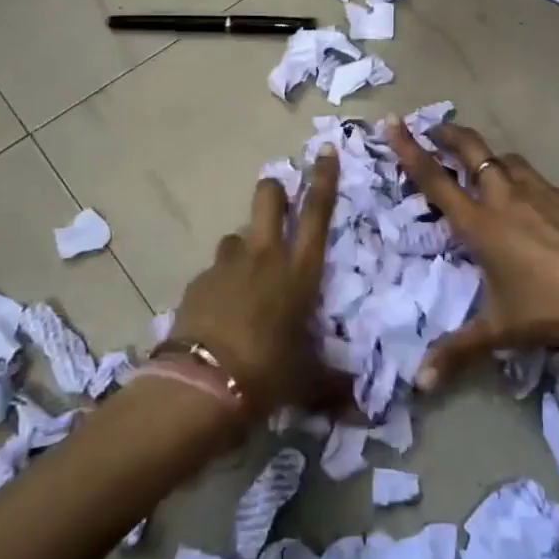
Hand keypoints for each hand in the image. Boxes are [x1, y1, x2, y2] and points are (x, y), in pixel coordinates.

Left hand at [169, 147, 342, 418]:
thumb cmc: (268, 374)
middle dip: (275, 189)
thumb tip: (360, 407)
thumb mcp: (308, 381)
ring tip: (248, 274)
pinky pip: (215, 270)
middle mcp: (264, 257)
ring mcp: (226, 266)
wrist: (202, 387)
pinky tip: (222, 308)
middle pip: (268, 199)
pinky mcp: (197, 283)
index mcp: (299, 271)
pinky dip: (222, 280)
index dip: (324, 179)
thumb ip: (334, 385)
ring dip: (245, 245)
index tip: (325, 151)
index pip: (316, 212)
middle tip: (279, 195)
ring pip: (237, 235)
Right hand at [388, 120, 558, 385]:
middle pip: (473, 151)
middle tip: (437, 127)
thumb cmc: (549, 312)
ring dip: (495, 161)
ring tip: (490, 171)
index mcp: (481, 224)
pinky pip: (550, 186)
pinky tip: (550, 214)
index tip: (393, 122)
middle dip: (451, 134)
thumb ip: (457, 351)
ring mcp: (547, 192)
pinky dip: (539, 191)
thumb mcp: (499, 331)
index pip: (434, 179)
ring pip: (512, 161)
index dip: (409, 149)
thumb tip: (420, 384)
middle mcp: (508, 197)